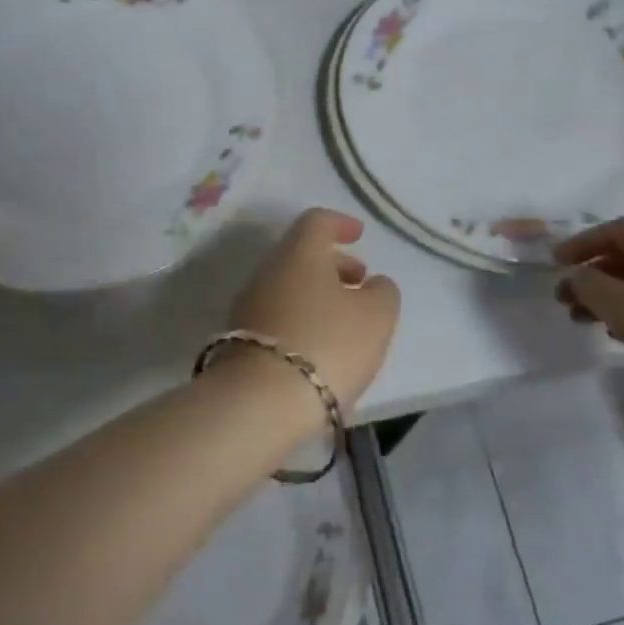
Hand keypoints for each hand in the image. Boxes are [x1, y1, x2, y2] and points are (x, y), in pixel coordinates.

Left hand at [229, 208, 400, 412]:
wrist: (260, 403)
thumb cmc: (327, 344)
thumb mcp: (376, 317)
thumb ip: (383, 293)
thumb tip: (373, 284)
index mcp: (299, 253)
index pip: (316, 221)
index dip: (341, 223)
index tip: (359, 235)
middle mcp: (268, 271)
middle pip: (301, 255)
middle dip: (334, 265)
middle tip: (361, 283)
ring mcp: (249, 306)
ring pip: (289, 287)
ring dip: (318, 296)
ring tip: (347, 322)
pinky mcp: (240, 341)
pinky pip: (278, 317)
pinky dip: (303, 321)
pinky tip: (321, 348)